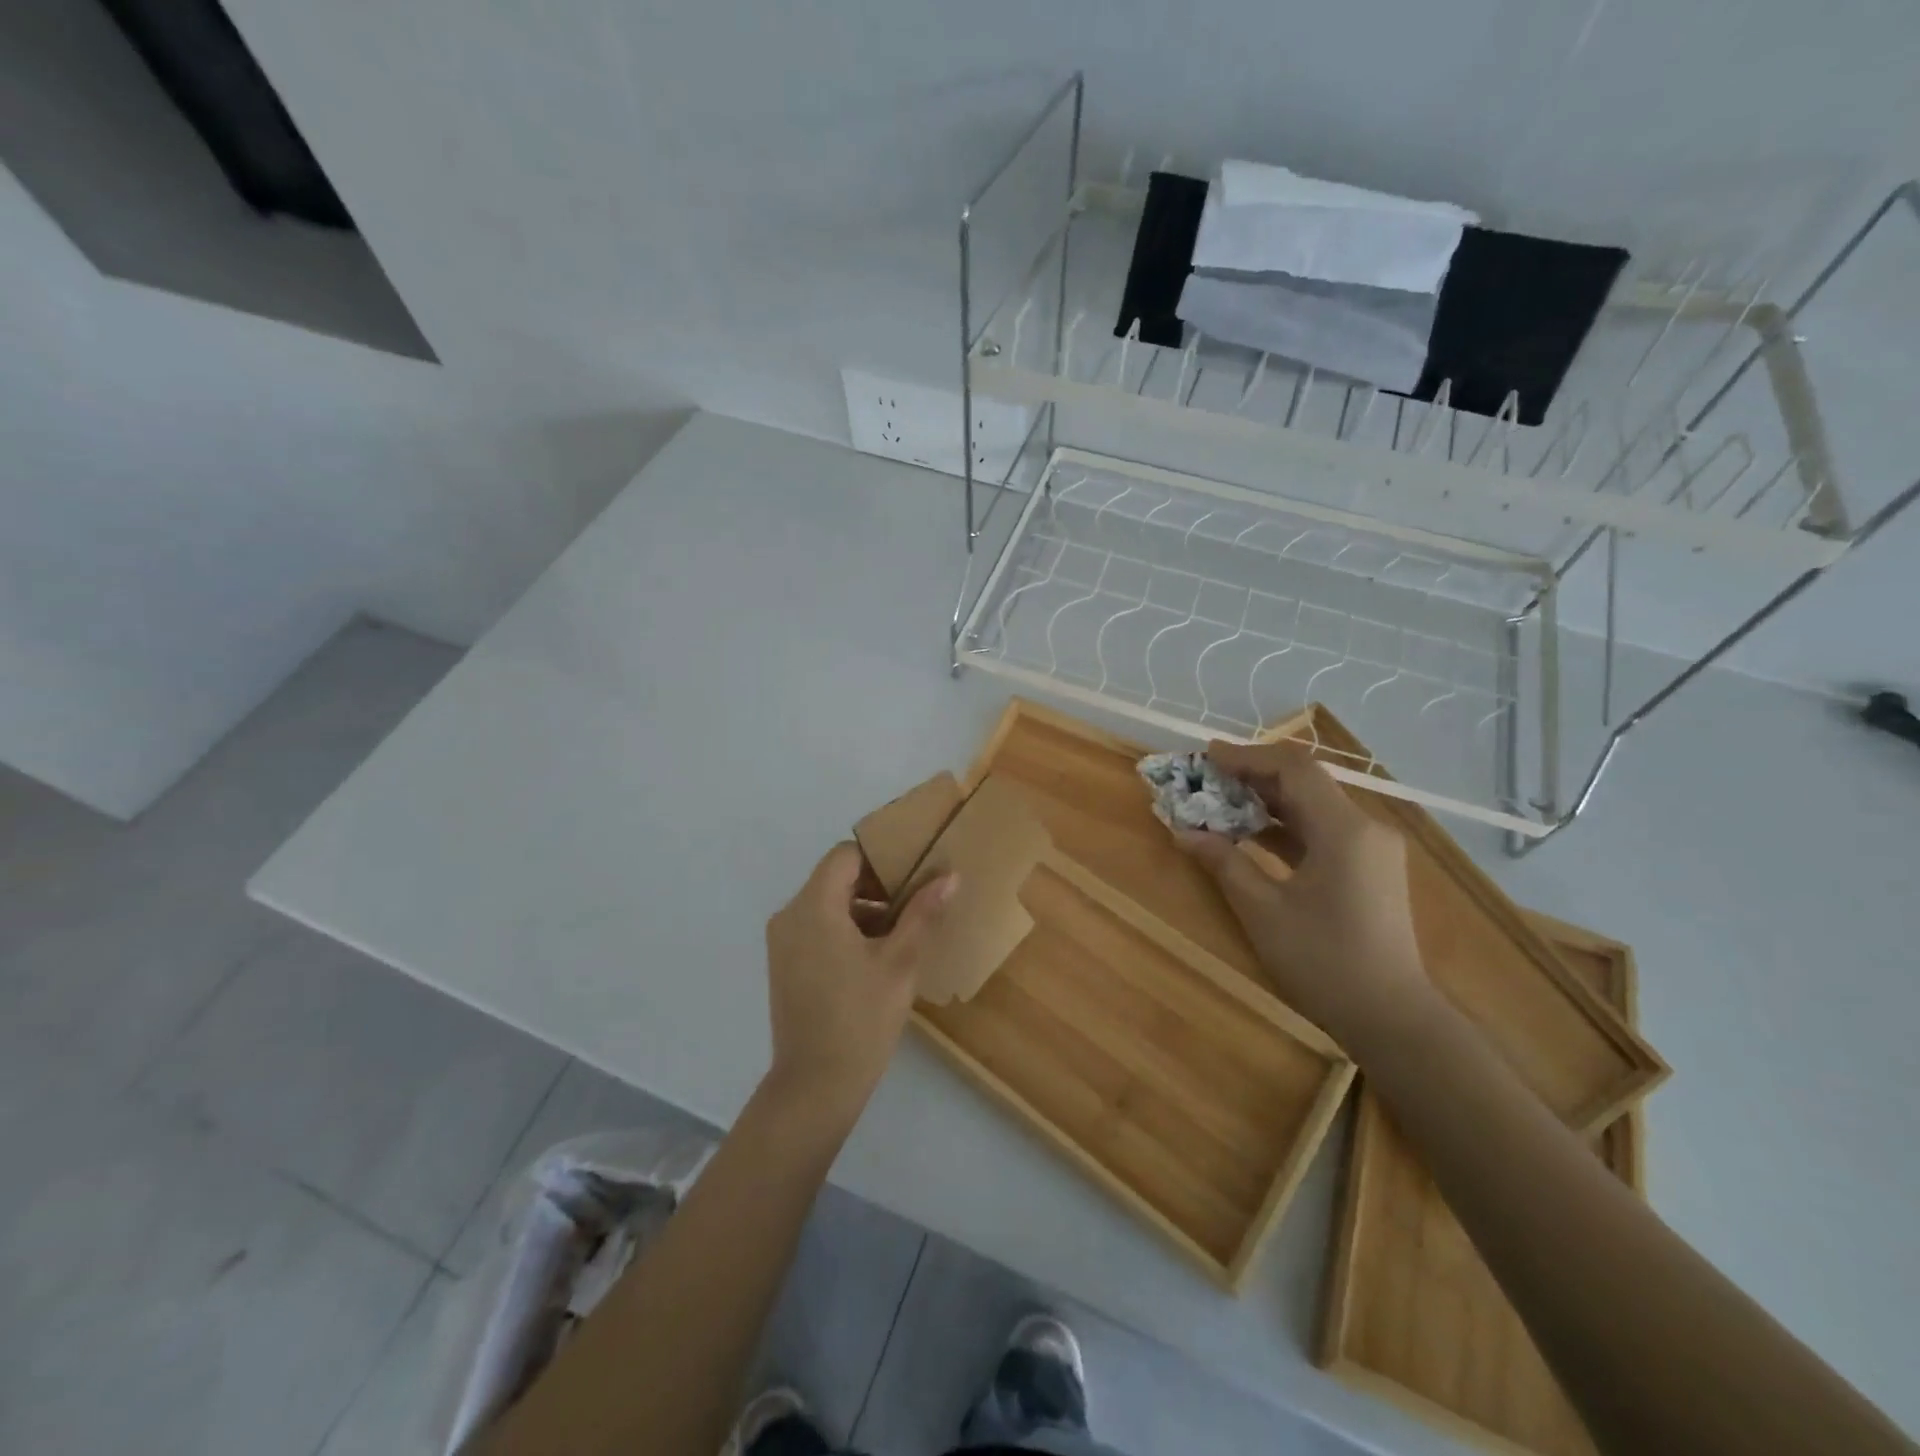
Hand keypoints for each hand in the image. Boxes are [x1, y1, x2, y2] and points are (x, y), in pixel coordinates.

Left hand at [763, 842, 957, 1114]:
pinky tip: (876, 955)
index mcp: (814, 906)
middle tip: (915, 901)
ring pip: (826, 903)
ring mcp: (782, 941)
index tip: (913, 873)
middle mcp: (790, 915)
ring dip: (863, 908)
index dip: (881, 857)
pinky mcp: (784, 963)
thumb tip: (949, 875)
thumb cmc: (861, 1019)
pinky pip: (816, 927)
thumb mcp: (900, 962)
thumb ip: (922, 912)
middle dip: (876, 884)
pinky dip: (845, 928)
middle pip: (835, 877)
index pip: (846, 855)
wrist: (815, 1086)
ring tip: (902, 931)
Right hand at [1176, 739, 1429, 1047]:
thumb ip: (1223, 862)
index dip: (1247, 757)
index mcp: (1344, 830)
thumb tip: (1183, 832)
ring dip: (1266, 800)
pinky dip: (1284, 826)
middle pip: (1305, 782)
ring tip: (1219, 801)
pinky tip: (1249, 834)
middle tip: (1206, 777)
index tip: (1205, 757)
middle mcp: (1365, 828)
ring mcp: (1371, 849)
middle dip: (1253, 775)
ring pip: (1312, 806)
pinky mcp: (1368, 868)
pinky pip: (1321, 831)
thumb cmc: (1324, 962)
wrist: (1392, 1019)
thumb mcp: (1263, 911)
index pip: (1293, 769)